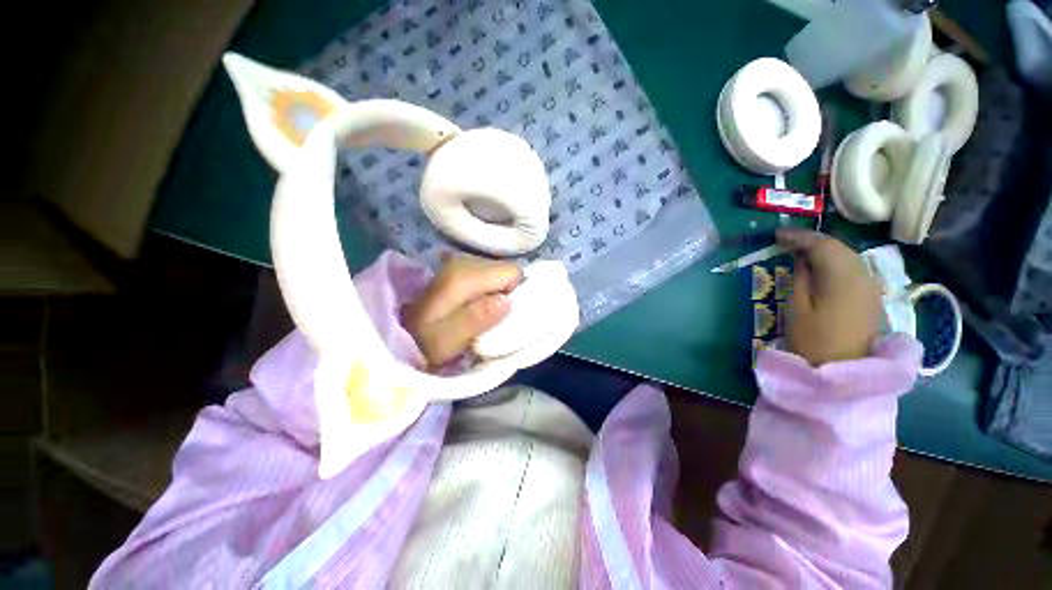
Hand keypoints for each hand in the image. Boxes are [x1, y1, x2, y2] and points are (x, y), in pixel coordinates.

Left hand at [401, 254, 520, 367]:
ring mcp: (462, 263)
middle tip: (492, 318)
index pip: (513, 273)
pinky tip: (477, 306)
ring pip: (500, 274)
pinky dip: (490, 291)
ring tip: (482, 314)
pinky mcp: (461, 269)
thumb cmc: (424, 343)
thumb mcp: (447, 341)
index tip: (502, 316)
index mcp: (463, 276)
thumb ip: (476, 319)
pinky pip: (490, 276)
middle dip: (507, 294)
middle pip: (507, 271)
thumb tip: (507, 301)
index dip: (514, 294)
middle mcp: (464, 261)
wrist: (400, 334)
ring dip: (498, 294)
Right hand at [777, 229, 881, 365]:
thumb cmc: (813, 341)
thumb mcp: (797, 308)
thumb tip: (801, 258)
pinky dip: (836, 260)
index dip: (799, 237)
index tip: (777, 235)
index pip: (822, 245)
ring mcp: (870, 287)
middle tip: (786, 241)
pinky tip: (822, 265)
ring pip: (849, 255)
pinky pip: (854, 267)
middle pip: (839, 247)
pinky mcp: (871, 296)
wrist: (843, 371)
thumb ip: (801, 278)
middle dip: (812, 240)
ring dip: (825, 249)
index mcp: (842, 279)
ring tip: (801, 250)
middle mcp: (863, 276)